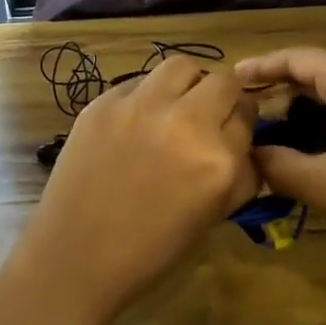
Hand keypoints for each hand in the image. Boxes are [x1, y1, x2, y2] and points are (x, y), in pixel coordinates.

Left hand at [15, 57, 258, 322]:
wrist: (77, 258)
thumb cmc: (152, 250)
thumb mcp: (214, 216)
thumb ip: (241, 174)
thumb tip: (246, 143)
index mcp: (217, 160)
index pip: (248, 114)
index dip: (243, 119)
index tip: (234, 127)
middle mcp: (184, 122)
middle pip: (223, 80)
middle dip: (224, 95)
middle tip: (209, 113)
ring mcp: (140, 107)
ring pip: (181, 66)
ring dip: (188, 83)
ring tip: (176, 106)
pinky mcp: (103, 103)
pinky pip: (139, 82)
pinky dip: (147, 96)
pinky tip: (136, 122)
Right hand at [234, 48, 325, 263]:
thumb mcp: (324, 184)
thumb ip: (277, 166)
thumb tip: (249, 155)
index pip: (295, 59)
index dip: (260, 67)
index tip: (232, 78)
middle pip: (317, 72)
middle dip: (281, 90)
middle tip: (249, 112)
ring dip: (308, 107)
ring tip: (280, 132)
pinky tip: (323, 146)